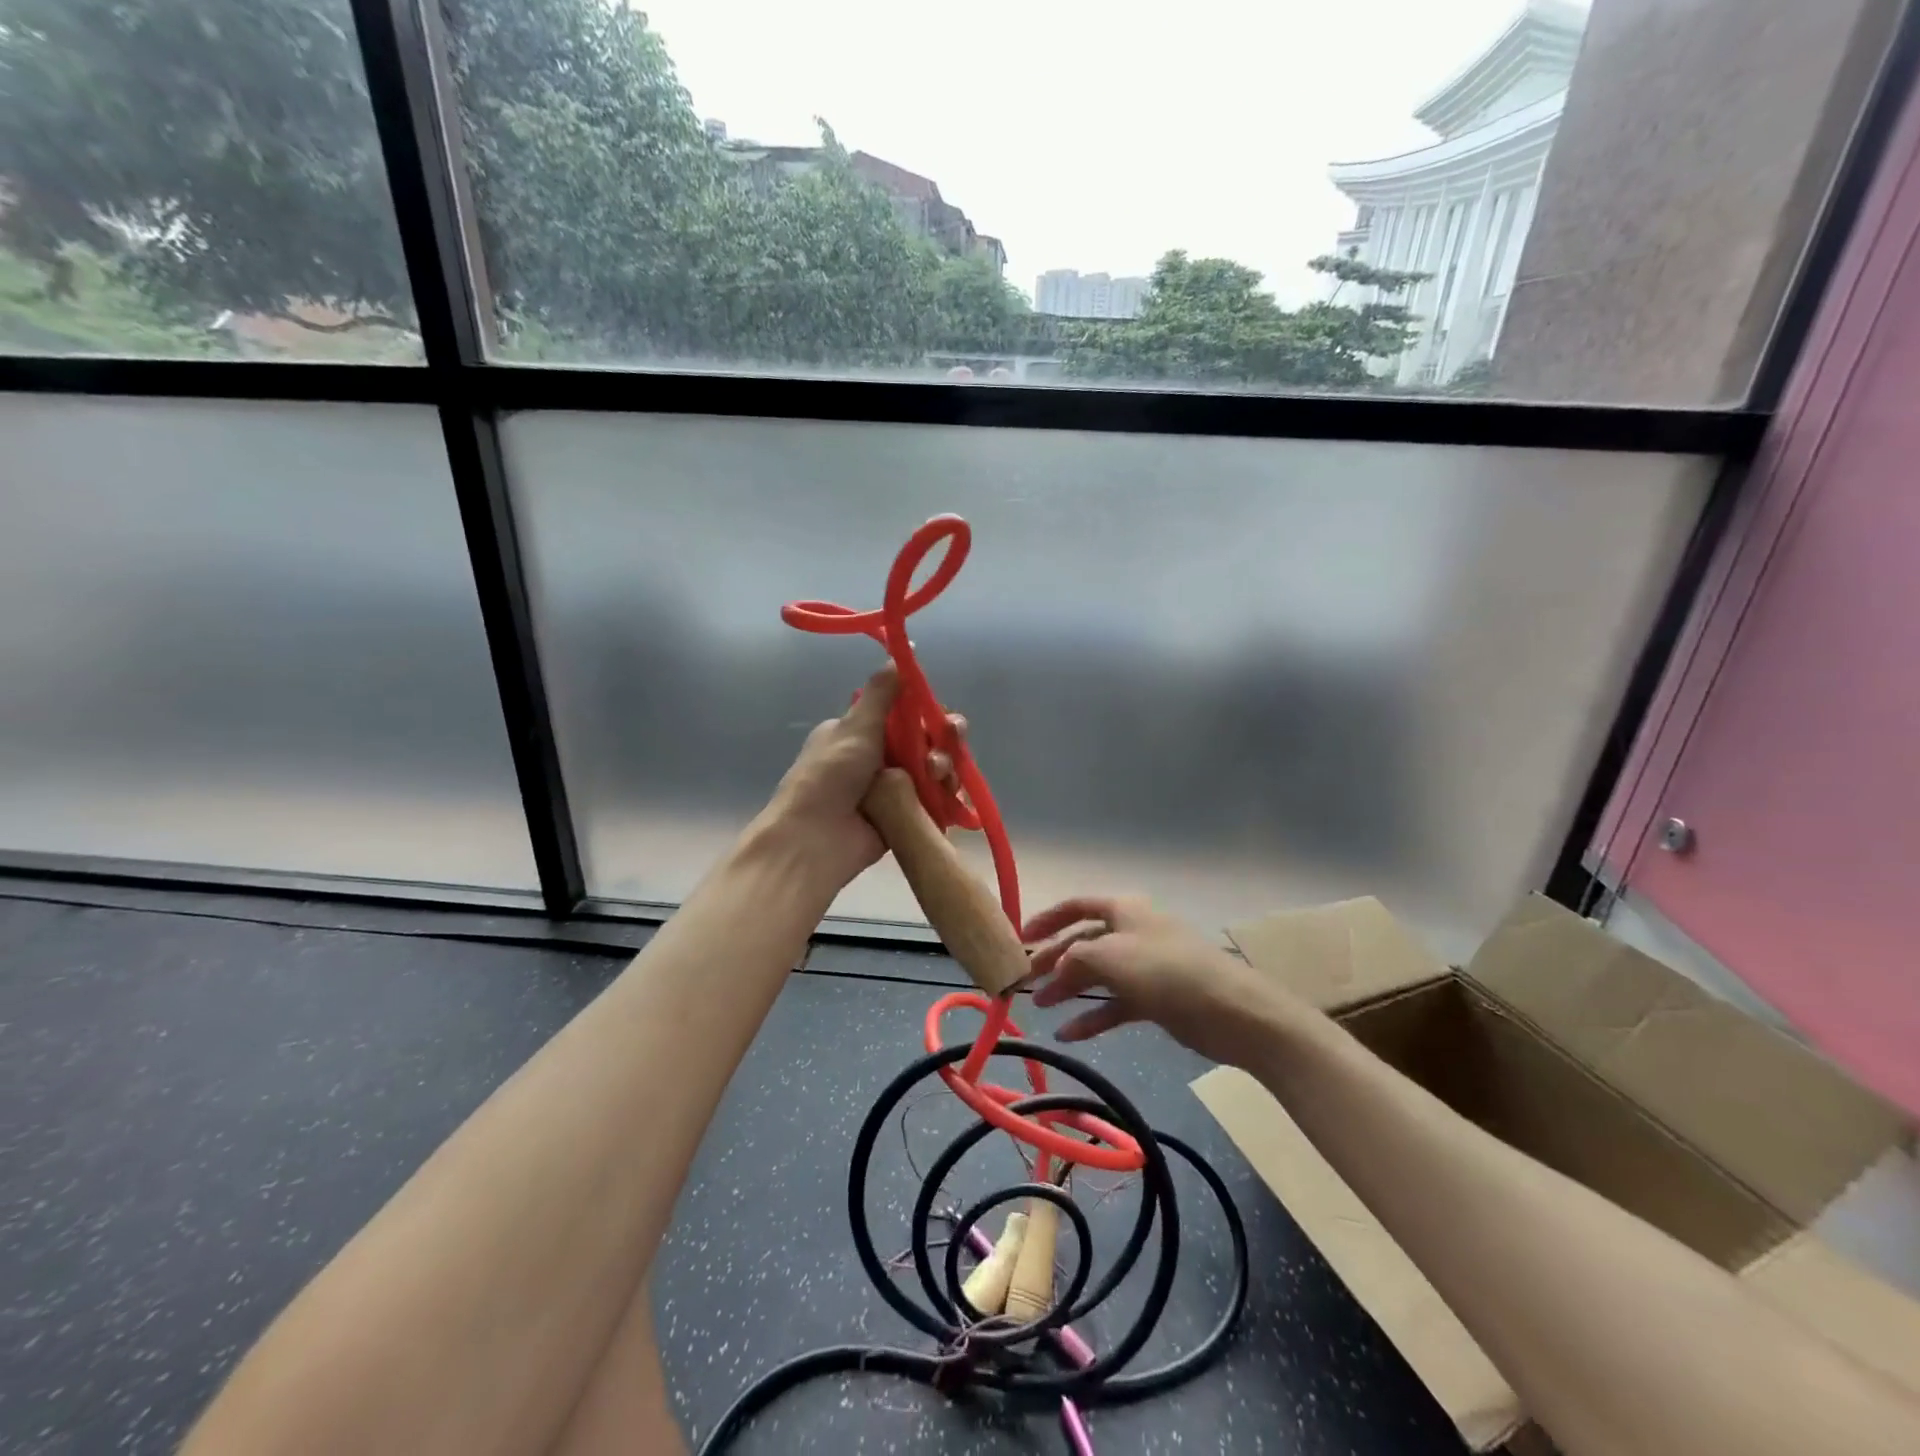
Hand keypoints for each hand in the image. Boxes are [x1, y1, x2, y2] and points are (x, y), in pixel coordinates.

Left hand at [762, 664, 963, 890]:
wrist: (815, 839)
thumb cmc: (830, 776)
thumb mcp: (855, 726)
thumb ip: (882, 692)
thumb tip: (901, 652)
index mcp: (861, 733)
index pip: (906, 716)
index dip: (928, 714)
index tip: (941, 716)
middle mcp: (878, 758)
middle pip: (925, 743)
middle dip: (943, 740)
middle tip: (952, 739)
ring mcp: (892, 790)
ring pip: (933, 771)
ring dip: (944, 767)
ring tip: (938, 774)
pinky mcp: (904, 817)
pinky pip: (934, 801)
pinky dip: (947, 796)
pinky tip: (954, 794)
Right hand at [1024, 895, 1297, 1066]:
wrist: (1231, 1010)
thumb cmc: (1166, 970)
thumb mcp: (1111, 956)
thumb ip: (1075, 958)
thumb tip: (1057, 968)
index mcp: (1123, 910)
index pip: (1076, 906)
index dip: (1047, 919)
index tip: (1021, 938)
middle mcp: (1131, 933)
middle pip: (1083, 942)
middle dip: (1054, 960)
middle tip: (1025, 982)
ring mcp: (1144, 966)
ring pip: (1098, 974)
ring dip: (1069, 990)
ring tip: (1042, 1009)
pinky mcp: (1155, 998)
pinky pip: (1115, 1004)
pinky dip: (1093, 1017)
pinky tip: (1069, 1035)